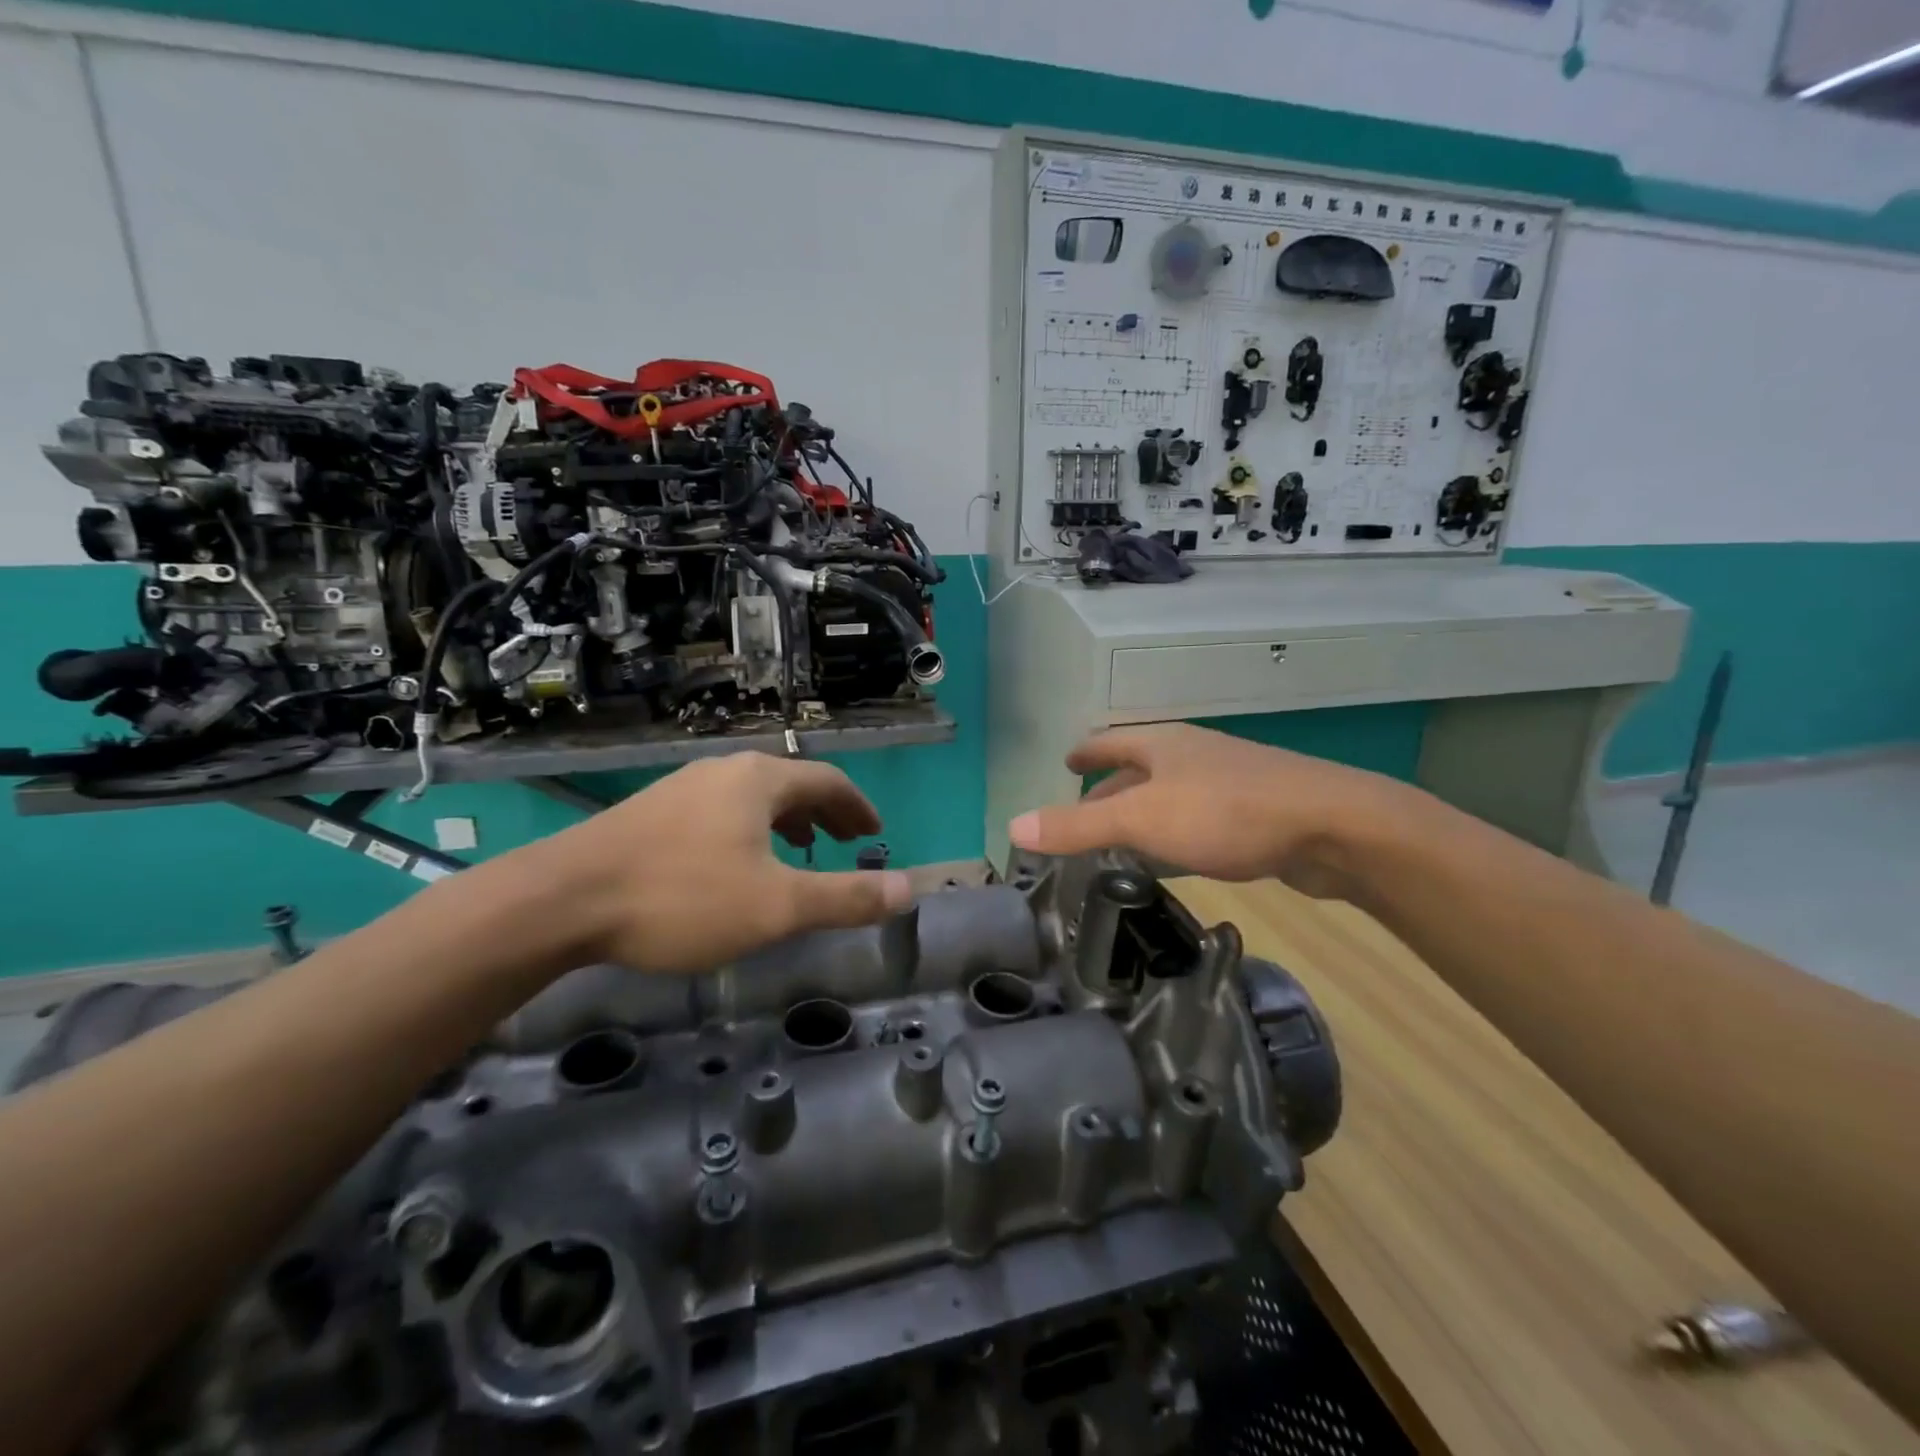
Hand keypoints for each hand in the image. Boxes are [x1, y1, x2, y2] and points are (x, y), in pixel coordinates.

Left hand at [526, 753, 913, 972]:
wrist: (560, 900)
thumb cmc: (681, 898)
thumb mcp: (776, 907)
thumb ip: (846, 898)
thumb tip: (909, 889)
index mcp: (760, 780)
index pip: (828, 781)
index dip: (857, 807)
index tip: (874, 832)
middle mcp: (724, 771)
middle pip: (790, 784)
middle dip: (824, 813)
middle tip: (845, 842)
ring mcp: (682, 788)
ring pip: (752, 798)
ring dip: (786, 820)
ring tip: (798, 850)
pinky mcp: (651, 811)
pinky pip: (720, 811)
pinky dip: (749, 830)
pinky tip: (734, 864)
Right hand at [1006, 724, 1421, 895]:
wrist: (1332, 825)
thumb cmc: (1225, 813)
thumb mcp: (1140, 820)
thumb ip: (1077, 825)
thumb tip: (1012, 827)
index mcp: (1163, 745)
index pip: (1111, 742)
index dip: (1086, 751)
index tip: (1067, 760)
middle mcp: (1194, 755)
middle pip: (1141, 768)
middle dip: (1111, 787)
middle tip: (1085, 813)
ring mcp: (1229, 781)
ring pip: (1172, 794)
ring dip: (1144, 812)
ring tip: (1122, 838)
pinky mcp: (1257, 812)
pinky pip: (1200, 818)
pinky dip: (1176, 832)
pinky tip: (1177, 856)